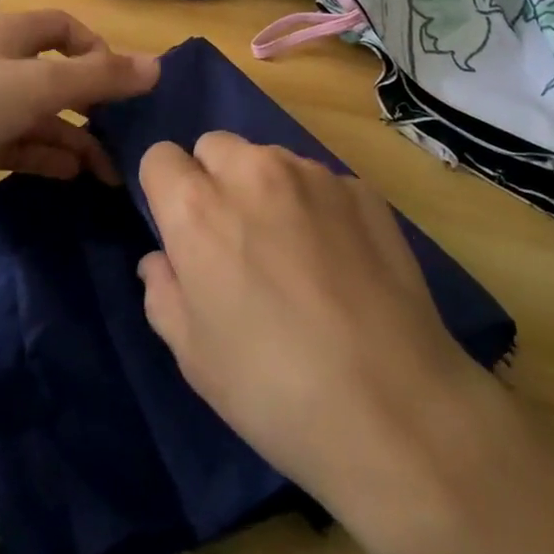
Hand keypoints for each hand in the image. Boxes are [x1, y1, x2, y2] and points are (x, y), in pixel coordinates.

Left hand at [0, 9, 158, 230]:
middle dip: (91, 102)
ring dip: (74, 139)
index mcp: (10, 37)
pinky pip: (18, 146)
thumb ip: (99, 78)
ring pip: (39, 117)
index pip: (63, 28)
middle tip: (124, 134)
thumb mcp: (38, 86)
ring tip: (108, 171)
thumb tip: (158, 66)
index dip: (96, 48)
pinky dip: (45, 157)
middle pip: (56, 76)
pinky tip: (70, 175)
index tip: (120, 82)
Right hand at [136, 132, 482, 509]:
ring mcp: (313, 174)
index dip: (166, 192)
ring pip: (269, 159)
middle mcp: (252, 171)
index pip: (160, 157)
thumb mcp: (194, 356)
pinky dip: (318, 208)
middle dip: (213, 180)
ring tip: (293, 254)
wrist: (393, 406)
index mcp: (198, 207)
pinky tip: (340, 263)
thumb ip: (163, 292)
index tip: (182, 232)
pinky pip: (321, 183)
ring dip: (266, 189)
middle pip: (214, 146)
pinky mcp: (361, 189)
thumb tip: (161, 260)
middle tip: (236, 241)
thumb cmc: (272, 389)